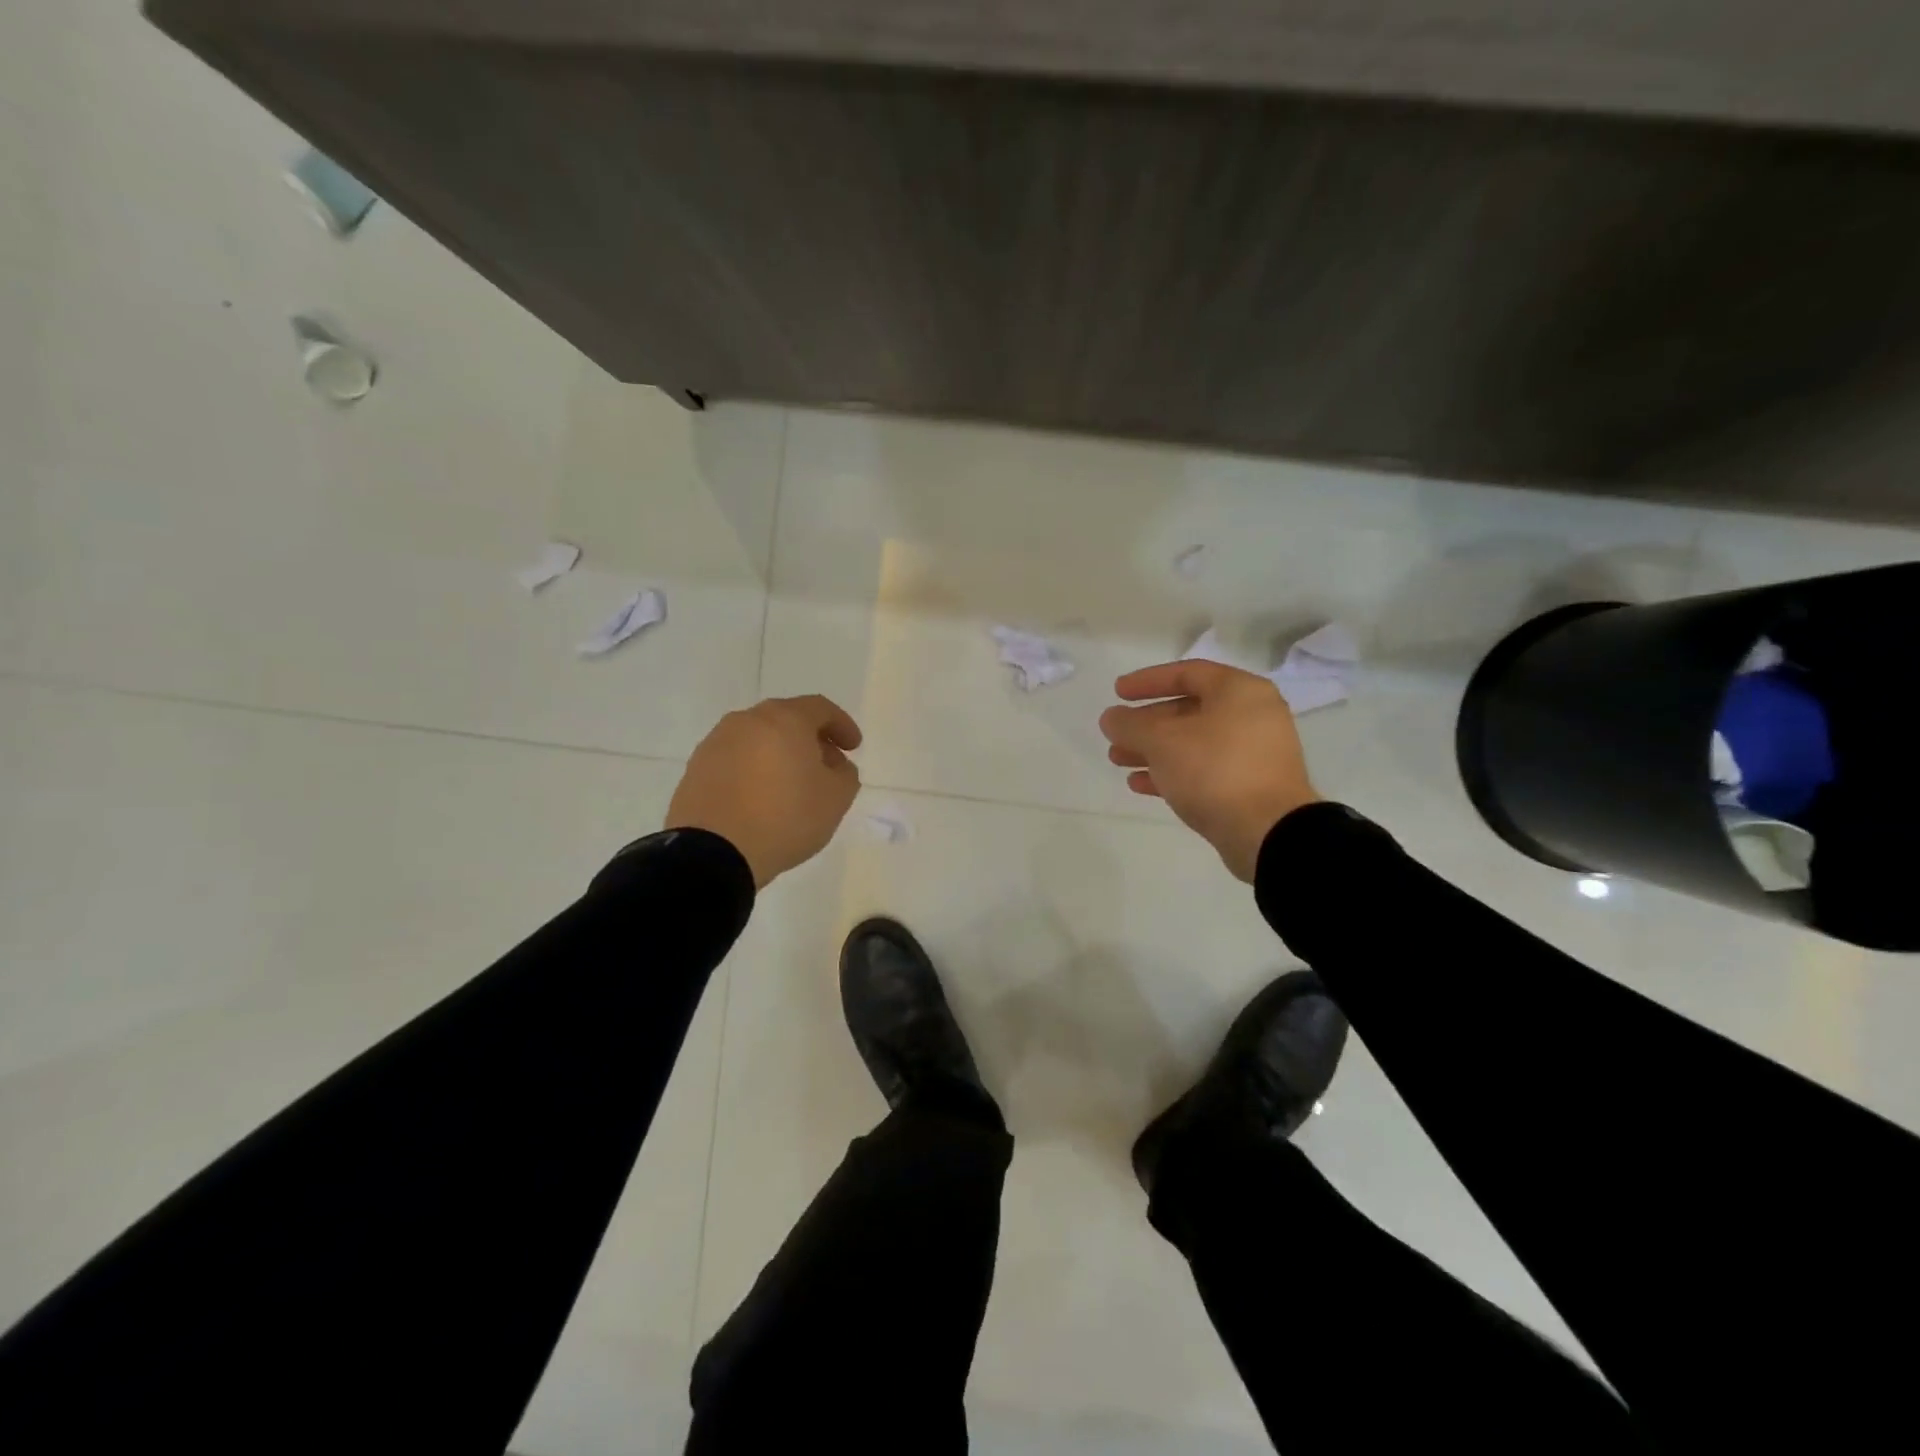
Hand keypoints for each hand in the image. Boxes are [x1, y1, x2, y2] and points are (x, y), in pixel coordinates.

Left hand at [668, 696, 863, 888]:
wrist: (712, 852)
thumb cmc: (784, 817)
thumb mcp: (836, 799)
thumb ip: (845, 774)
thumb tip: (834, 765)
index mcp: (784, 719)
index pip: (820, 709)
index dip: (842, 725)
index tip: (854, 747)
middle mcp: (747, 721)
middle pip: (787, 719)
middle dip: (811, 739)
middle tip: (826, 765)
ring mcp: (716, 743)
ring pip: (758, 739)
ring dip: (780, 754)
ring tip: (792, 785)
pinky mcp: (696, 768)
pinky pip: (735, 760)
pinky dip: (754, 770)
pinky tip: (761, 797)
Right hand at [1099, 661, 1319, 881]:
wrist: (1268, 833)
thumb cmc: (1214, 771)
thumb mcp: (1162, 741)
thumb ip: (1130, 725)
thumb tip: (1111, 718)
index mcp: (1239, 692)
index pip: (1187, 673)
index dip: (1147, 681)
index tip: (1117, 693)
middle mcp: (1252, 716)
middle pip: (1188, 710)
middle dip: (1146, 723)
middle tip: (1115, 734)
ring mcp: (1253, 753)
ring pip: (1193, 743)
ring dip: (1153, 750)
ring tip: (1118, 760)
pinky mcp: (1249, 786)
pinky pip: (1204, 770)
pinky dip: (1172, 772)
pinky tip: (1139, 784)